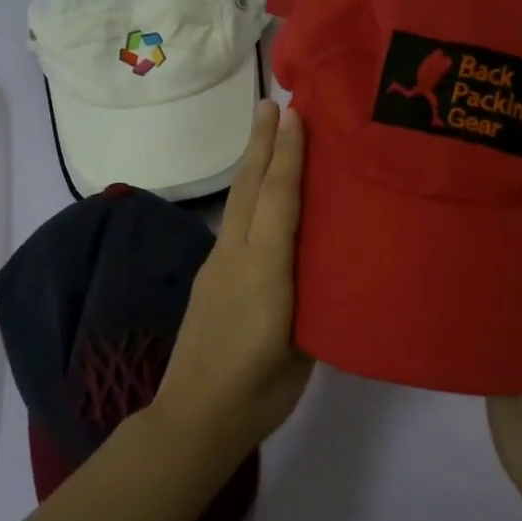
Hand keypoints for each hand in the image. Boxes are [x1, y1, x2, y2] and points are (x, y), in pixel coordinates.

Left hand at [152, 100, 314, 458]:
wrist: (195, 417)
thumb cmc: (259, 390)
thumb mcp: (302, 347)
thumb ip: (314, 301)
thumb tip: (326, 270)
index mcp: (264, 271)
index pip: (278, 200)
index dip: (287, 155)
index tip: (293, 113)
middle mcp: (236, 257)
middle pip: (250, 188)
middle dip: (262, 143)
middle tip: (271, 102)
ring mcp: (217, 266)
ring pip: (239, 203)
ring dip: (253, 164)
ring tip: (267, 134)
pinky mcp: (208, 279)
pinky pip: (234, 225)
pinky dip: (249, 197)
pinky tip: (260, 197)